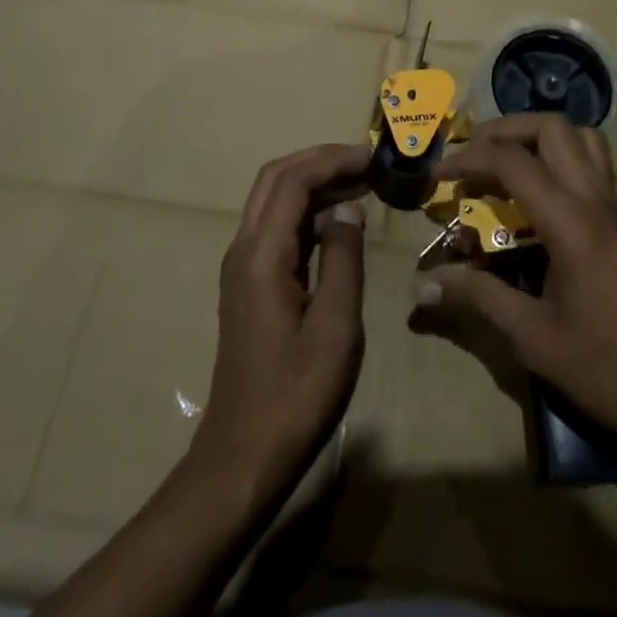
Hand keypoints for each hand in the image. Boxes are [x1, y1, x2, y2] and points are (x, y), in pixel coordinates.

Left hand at [195, 143, 368, 508]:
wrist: (242, 458)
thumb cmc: (295, 396)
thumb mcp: (336, 327)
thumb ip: (344, 258)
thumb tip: (349, 208)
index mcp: (262, 254)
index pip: (293, 179)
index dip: (333, 160)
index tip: (374, 157)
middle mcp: (244, 248)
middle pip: (276, 178)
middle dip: (321, 160)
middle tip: (367, 163)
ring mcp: (242, 266)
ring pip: (274, 199)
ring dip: (315, 182)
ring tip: (362, 184)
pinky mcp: (249, 283)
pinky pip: (277, 226)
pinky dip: (308, 210)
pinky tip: (340, 222)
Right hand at [410, 114, 616, 499]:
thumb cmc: (606, 368)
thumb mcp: (533, 338)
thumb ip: (478, 298)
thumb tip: (423, 285)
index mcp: (570, 222)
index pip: (512, 161)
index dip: (468, 158)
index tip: (438, 174)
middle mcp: (595, 199)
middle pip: (551, 128)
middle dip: (504, 131)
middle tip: (473, 157)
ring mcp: (615, 205)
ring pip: (580, 136)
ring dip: (538, 136)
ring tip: (507, 163)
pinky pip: (596, 161)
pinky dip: (564, 154)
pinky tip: (543, 190)